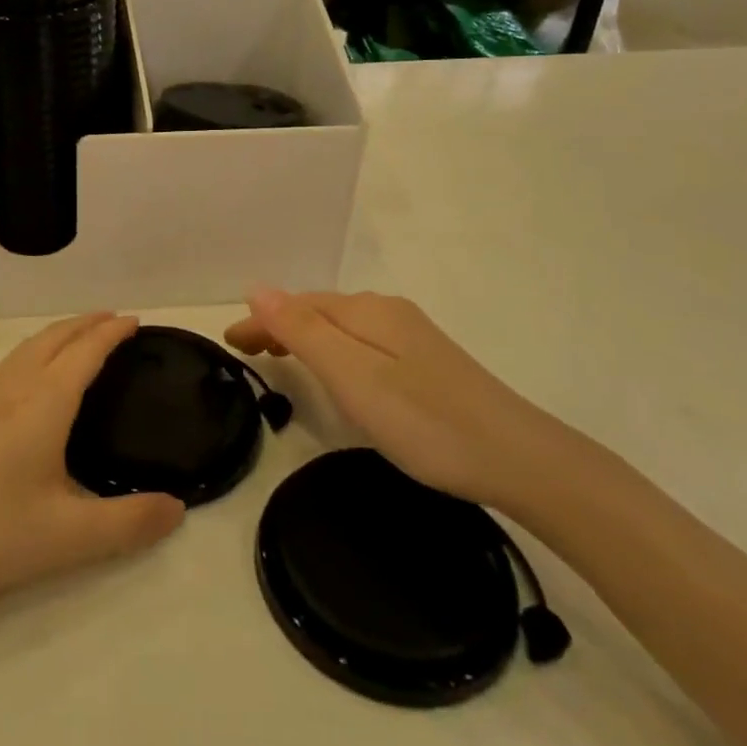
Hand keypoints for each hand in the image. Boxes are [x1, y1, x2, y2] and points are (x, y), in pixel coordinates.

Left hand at [0, 314, 184, 608]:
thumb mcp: (67, 537)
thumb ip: (128, 523)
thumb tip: (179, 508)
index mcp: (44, 402)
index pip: (86, 351)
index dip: (112, 332)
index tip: (136, 320)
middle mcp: (14, 387)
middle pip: (55, 337)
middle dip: (87, 323)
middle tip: (116, 321)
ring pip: (28, 347)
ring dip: (60, 334)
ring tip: (80, 339)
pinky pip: (11, 362)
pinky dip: (36, 350)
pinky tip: (31, 378)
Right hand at [225, 289, 559, 509]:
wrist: (517, 458)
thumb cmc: (423, 420)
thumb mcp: (351, 375)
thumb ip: (303, 330)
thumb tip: (257, 287)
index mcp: (366, 311)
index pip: (297, 304)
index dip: (260, 320)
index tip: (229, 343)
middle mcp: (388, 312)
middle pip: (319, 311)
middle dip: (279, 325)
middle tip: (246, 353)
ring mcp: (412, 336)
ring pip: (342, 327)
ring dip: (305, 336)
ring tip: (280, 358)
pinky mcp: (427, 362)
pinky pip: (362, 343)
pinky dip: (334, 350)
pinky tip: (338, 371)